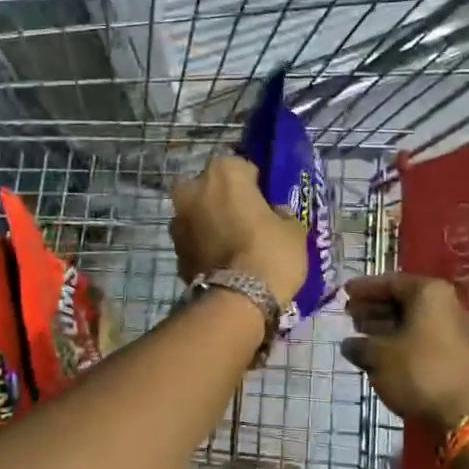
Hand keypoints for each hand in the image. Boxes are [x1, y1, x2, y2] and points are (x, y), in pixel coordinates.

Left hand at [169, 155, 309, 307]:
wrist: (237, 300)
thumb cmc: (270, 252)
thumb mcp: (294, 229)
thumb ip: (282, 213)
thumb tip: (275, 212)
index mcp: (224, 171)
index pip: (243, 168)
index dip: (256, 185)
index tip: (266, 202)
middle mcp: (194, 188)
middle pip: (212, 187)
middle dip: (224, 198)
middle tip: (246, 219)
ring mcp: (178, 220)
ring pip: (198, 212)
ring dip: (210, 221)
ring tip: (233, 243)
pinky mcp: (174, 250)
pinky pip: (194, 239)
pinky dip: (204, 245)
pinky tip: (222, 261)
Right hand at [341, 273, 468, 434]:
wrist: (461, 414)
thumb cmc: (417, 372)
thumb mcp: (379, 356)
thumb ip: (359, 345)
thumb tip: (349, 344)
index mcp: (429, 293)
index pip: (391, 282)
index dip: (365, 288)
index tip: (344, 293)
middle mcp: (446, 304)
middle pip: (403, 299)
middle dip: (374, 306)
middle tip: (349, 314)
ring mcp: (454, 329)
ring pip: (412, 319)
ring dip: (385, 324)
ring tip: (358, 333)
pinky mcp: (455, 352)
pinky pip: (421, 335)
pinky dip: (399, 339)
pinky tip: (379, 352)